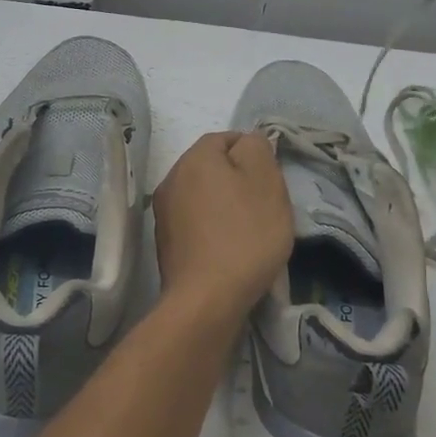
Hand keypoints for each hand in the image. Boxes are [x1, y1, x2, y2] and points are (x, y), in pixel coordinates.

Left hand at [152, 132, 294, 319]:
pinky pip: (194, 222)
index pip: (225, 138)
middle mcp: (171, 178)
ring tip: (249, 229)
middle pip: (211, 167)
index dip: (252, 152)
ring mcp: (163, 212)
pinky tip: (229, 248)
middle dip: (238, 179)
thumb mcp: (266, 182)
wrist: (207, 298)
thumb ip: (258, 149)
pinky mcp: (164, 242)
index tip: (272, 178)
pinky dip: (212, 227)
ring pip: (202, 195)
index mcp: (194, 158)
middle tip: (265, 204)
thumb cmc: (244, 234)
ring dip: (224, 204)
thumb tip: (248, 142)